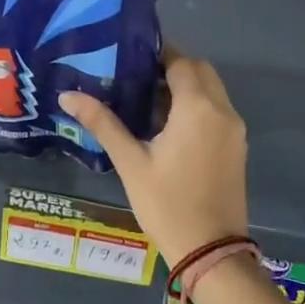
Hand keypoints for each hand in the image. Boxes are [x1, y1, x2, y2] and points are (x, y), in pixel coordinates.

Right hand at [59, 46, 248, 264]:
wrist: (210, 251)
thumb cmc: (166, 204)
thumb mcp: (130, 162)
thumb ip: (103, 123)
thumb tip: (68, 95)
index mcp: (198, 108)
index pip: (180, 62)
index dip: (157, 52)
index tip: (129, 53)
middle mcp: (222, 111)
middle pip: (200, 71)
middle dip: (172, 67)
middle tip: (136, 75)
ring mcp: (234, 130)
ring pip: (212, 91)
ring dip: (185, 86)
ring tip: (146, 98)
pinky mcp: (237, 147)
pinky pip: (217, 111)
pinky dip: (197, 105)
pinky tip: (167, 123)